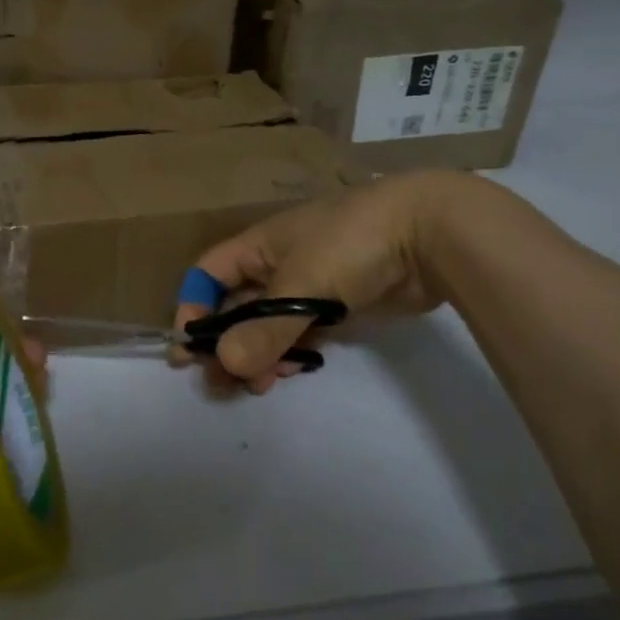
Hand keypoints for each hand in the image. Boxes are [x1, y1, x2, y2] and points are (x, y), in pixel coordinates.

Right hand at [175, 171, 468, 392]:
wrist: (430, 234)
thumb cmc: (351, 243)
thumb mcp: (301, 284)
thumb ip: (264, 329)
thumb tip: (226, 365)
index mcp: (260, 246)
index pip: (209, 274)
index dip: (194, 306)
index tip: (189, 345)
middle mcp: (278, 265)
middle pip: (237, 306)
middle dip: (225, 342)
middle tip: (219, 382)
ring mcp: (310, 286)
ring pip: (269, 325)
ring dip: (257, 354)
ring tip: (258, 386)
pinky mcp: (339, 307)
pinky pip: (301, 334)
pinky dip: (290, 354)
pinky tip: (288, 375)